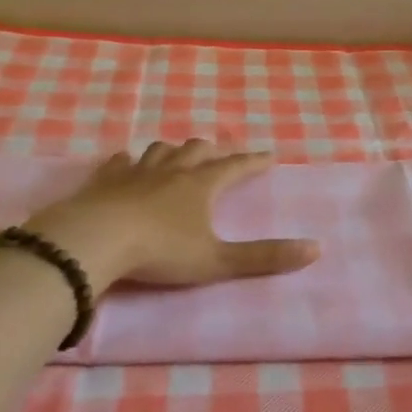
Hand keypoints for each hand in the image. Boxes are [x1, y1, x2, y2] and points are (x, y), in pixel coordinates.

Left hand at [23, 140, 319, 294]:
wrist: (95, 240)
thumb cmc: (160, 251)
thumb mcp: (217, 261)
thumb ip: (265, 257)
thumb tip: (316, 249)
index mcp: (201, 186)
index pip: (234, 167)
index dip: (253, 162)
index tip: (268, 155)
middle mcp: (171, 171)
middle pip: (196, 150)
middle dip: (212, 150)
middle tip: (220, 153)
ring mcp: (136, 172)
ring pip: (160, 150)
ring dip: (173, 150)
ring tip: (178, 154)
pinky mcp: (105, 180)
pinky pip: (119, 162)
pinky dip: (128, 160)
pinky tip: (126, 162)